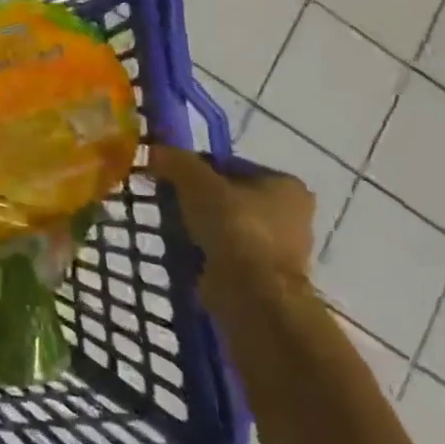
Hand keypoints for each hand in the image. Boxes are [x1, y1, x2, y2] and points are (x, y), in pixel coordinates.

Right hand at [150, 145, 314, 302]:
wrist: (252, 293)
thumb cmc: (234, 227)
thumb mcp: (197, 182)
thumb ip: (175, 161)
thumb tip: (152, 150)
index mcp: (286, 184)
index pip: (231, 165)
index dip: (197, 168)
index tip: (171, 177)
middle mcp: (293, 215)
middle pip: (231, 196)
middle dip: (200, 199)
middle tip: (169, 201)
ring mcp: (281, 249)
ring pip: (228, 226)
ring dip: (202, 227)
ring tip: (172, 227)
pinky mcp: (265, 276)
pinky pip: (227, 253)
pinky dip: (207, 251)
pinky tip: (185, 251)